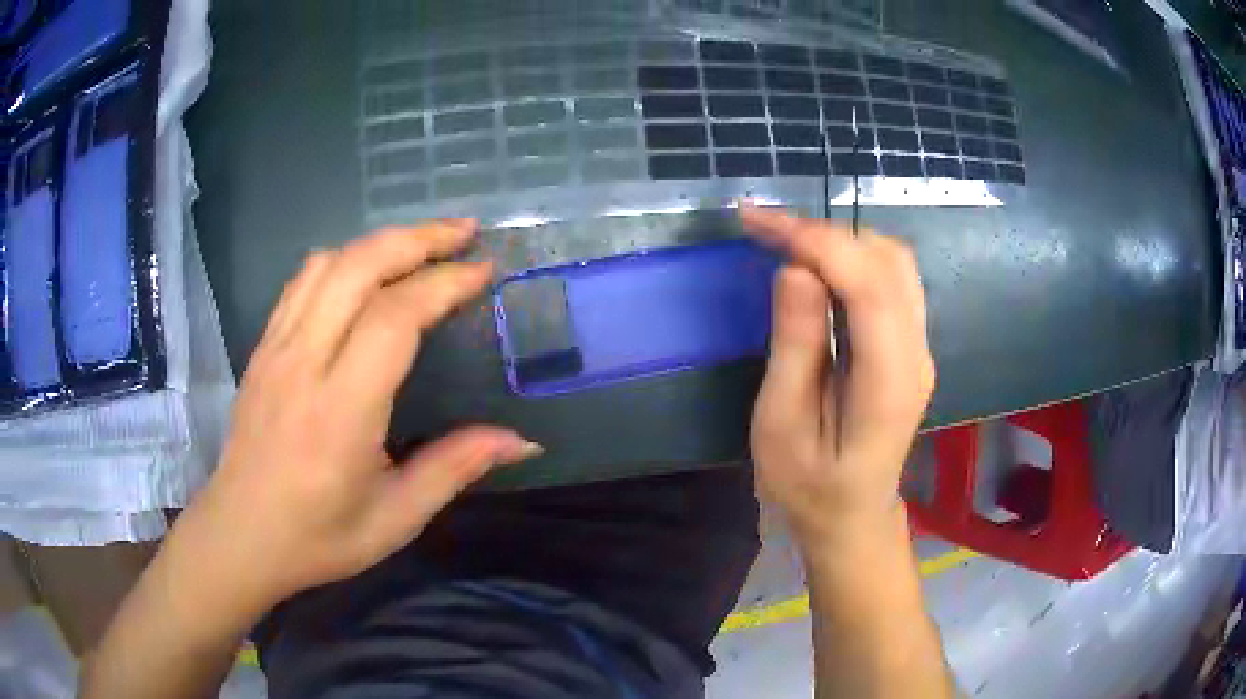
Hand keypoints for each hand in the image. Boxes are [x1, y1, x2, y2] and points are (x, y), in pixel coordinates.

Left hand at [176, 220, 541, 615]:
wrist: (240, 536)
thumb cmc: (319, 537)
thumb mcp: (396, 517)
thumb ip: (455, 468)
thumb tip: (522, 441)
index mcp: (341, 411)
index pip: (394, 318)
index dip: (443, 283)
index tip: (483, 271)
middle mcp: (303, 363)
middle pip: (359, 267)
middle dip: (418, 239)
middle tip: (464, 234)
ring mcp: (275, 349)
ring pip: (328, 264)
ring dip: (381, 242)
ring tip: (423, 245)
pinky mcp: (262, 348)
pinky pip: (302, 281)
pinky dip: (343, 260)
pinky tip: (366, 270)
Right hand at [741, 206, 935, 547]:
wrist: (852, 515)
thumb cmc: (808, 484)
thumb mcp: (782, 425)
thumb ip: (795, 346)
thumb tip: (795, 270)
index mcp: (889, 382)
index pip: (869, 285)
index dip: (817, 243)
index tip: (760, 223)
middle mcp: (917, 354)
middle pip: (887, 262)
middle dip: (825, 233)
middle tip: (764, 230)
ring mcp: (920, 348)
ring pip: (893, 263)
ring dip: (839, 240)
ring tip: (784, 240)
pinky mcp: (911, 345)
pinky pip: (890, 280)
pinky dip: (851, 258)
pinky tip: (815, 263)